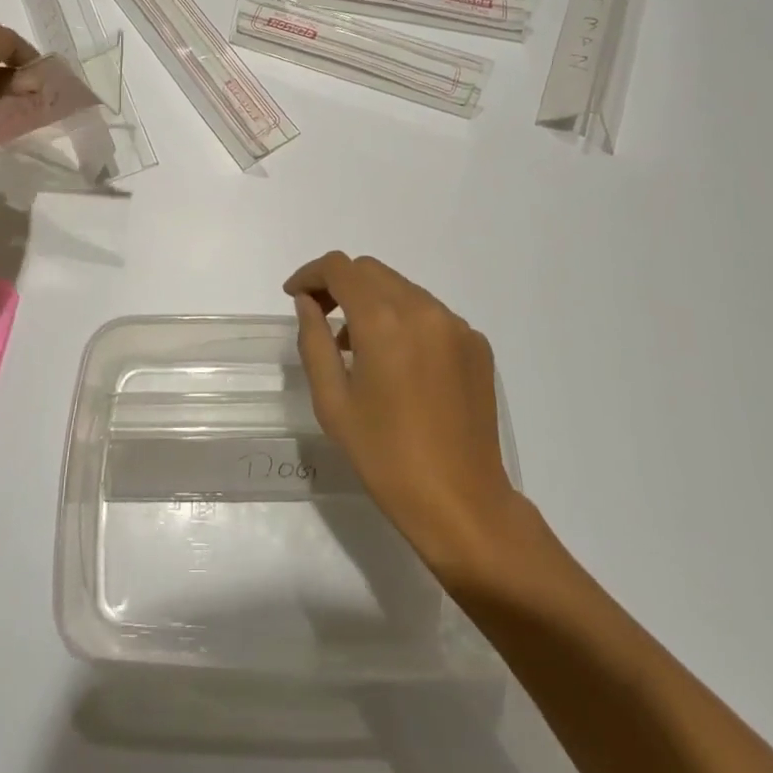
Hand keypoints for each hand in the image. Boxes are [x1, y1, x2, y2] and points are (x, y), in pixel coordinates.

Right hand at [286, 252, 530, 576]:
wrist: (462, 503)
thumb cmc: (385, 457)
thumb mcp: (333, 402)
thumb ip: (314, 341)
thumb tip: (308, 302)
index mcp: (384, 322)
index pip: (340, 269)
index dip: (311, 274)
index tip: (295, 296)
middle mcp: (424, 310)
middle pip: (372, 271)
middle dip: (340, 284)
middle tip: (321, 316)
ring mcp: (456, 325)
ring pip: (402, 289)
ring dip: (373, 301)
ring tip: (357, 345)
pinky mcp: (476, 344)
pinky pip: (430, 313)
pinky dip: (405, 321)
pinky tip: (398, 363)